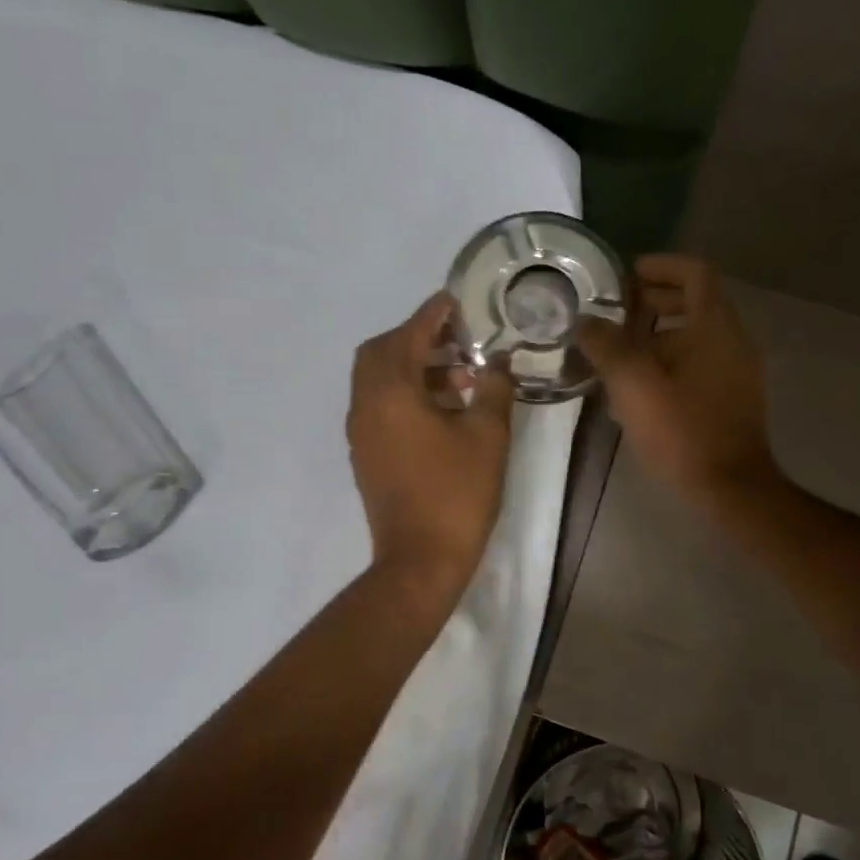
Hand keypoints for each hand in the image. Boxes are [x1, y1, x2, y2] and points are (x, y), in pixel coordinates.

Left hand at [347, 292, 514, 594]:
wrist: (419, 559)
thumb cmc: (457, 493)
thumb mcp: (487, 435)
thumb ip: (494, 388)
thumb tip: (498, 360)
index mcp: (392, 392)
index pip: (410, 334)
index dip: (434, 313)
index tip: (456, 300)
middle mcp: (366, 404)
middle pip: (381, 351)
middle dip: (417, 337)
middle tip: (457, 341)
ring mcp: (361, 430)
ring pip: (378, 379)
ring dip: (412, 366)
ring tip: (460, 377)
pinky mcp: (365, 452)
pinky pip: (378, 404)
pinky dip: (404, 392)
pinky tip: (442, 409)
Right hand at [579, 254, 783, 516]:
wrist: (730, 488)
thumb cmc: (682, 430)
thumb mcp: (633, 384)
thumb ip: (605, 346)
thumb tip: (585, 321)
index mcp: (714, 326)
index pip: (695, 272)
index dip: (660, 266)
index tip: (625, 277)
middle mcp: (732, 340)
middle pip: (693, 302)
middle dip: (651, 302)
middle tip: (613, 315)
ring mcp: (735, 371)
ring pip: (693, 336)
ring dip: (655, 336)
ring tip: (615, 354)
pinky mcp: (730, 397)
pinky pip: (698, 363)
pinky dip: (668, 362)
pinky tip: (637, 389)